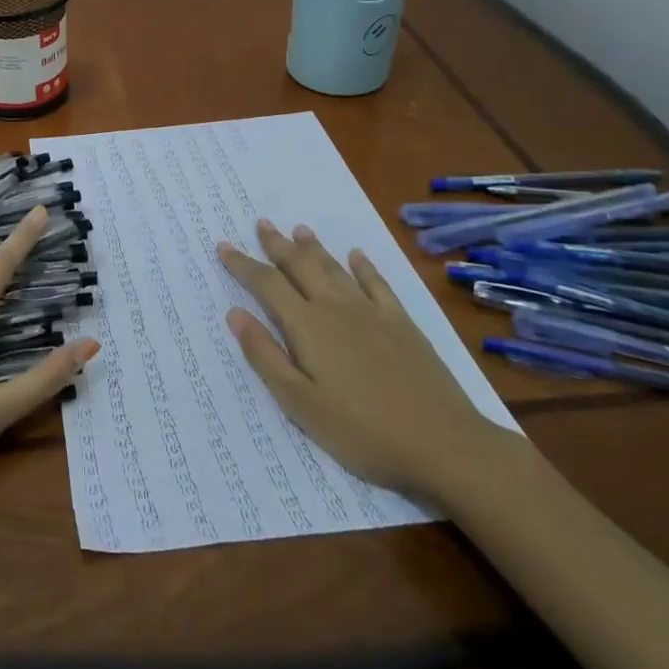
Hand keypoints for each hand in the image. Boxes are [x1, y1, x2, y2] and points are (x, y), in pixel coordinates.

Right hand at [218, 221, 514, 501]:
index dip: (243, 264)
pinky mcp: (404, 325)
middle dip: (277, 245)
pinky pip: (378, 284)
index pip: (267, 285)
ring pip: (335, 269)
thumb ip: (265, 356)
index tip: (223, 246)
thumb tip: (235, 313)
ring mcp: (374, 314)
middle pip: (301, 267)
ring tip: (299, 229)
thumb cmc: (362, 432)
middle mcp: (337, 309)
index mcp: (308, 327)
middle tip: (262, 223)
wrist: (445, 445)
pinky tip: (356, 255)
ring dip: (314, 248)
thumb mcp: (300, 403)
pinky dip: (364, 267)